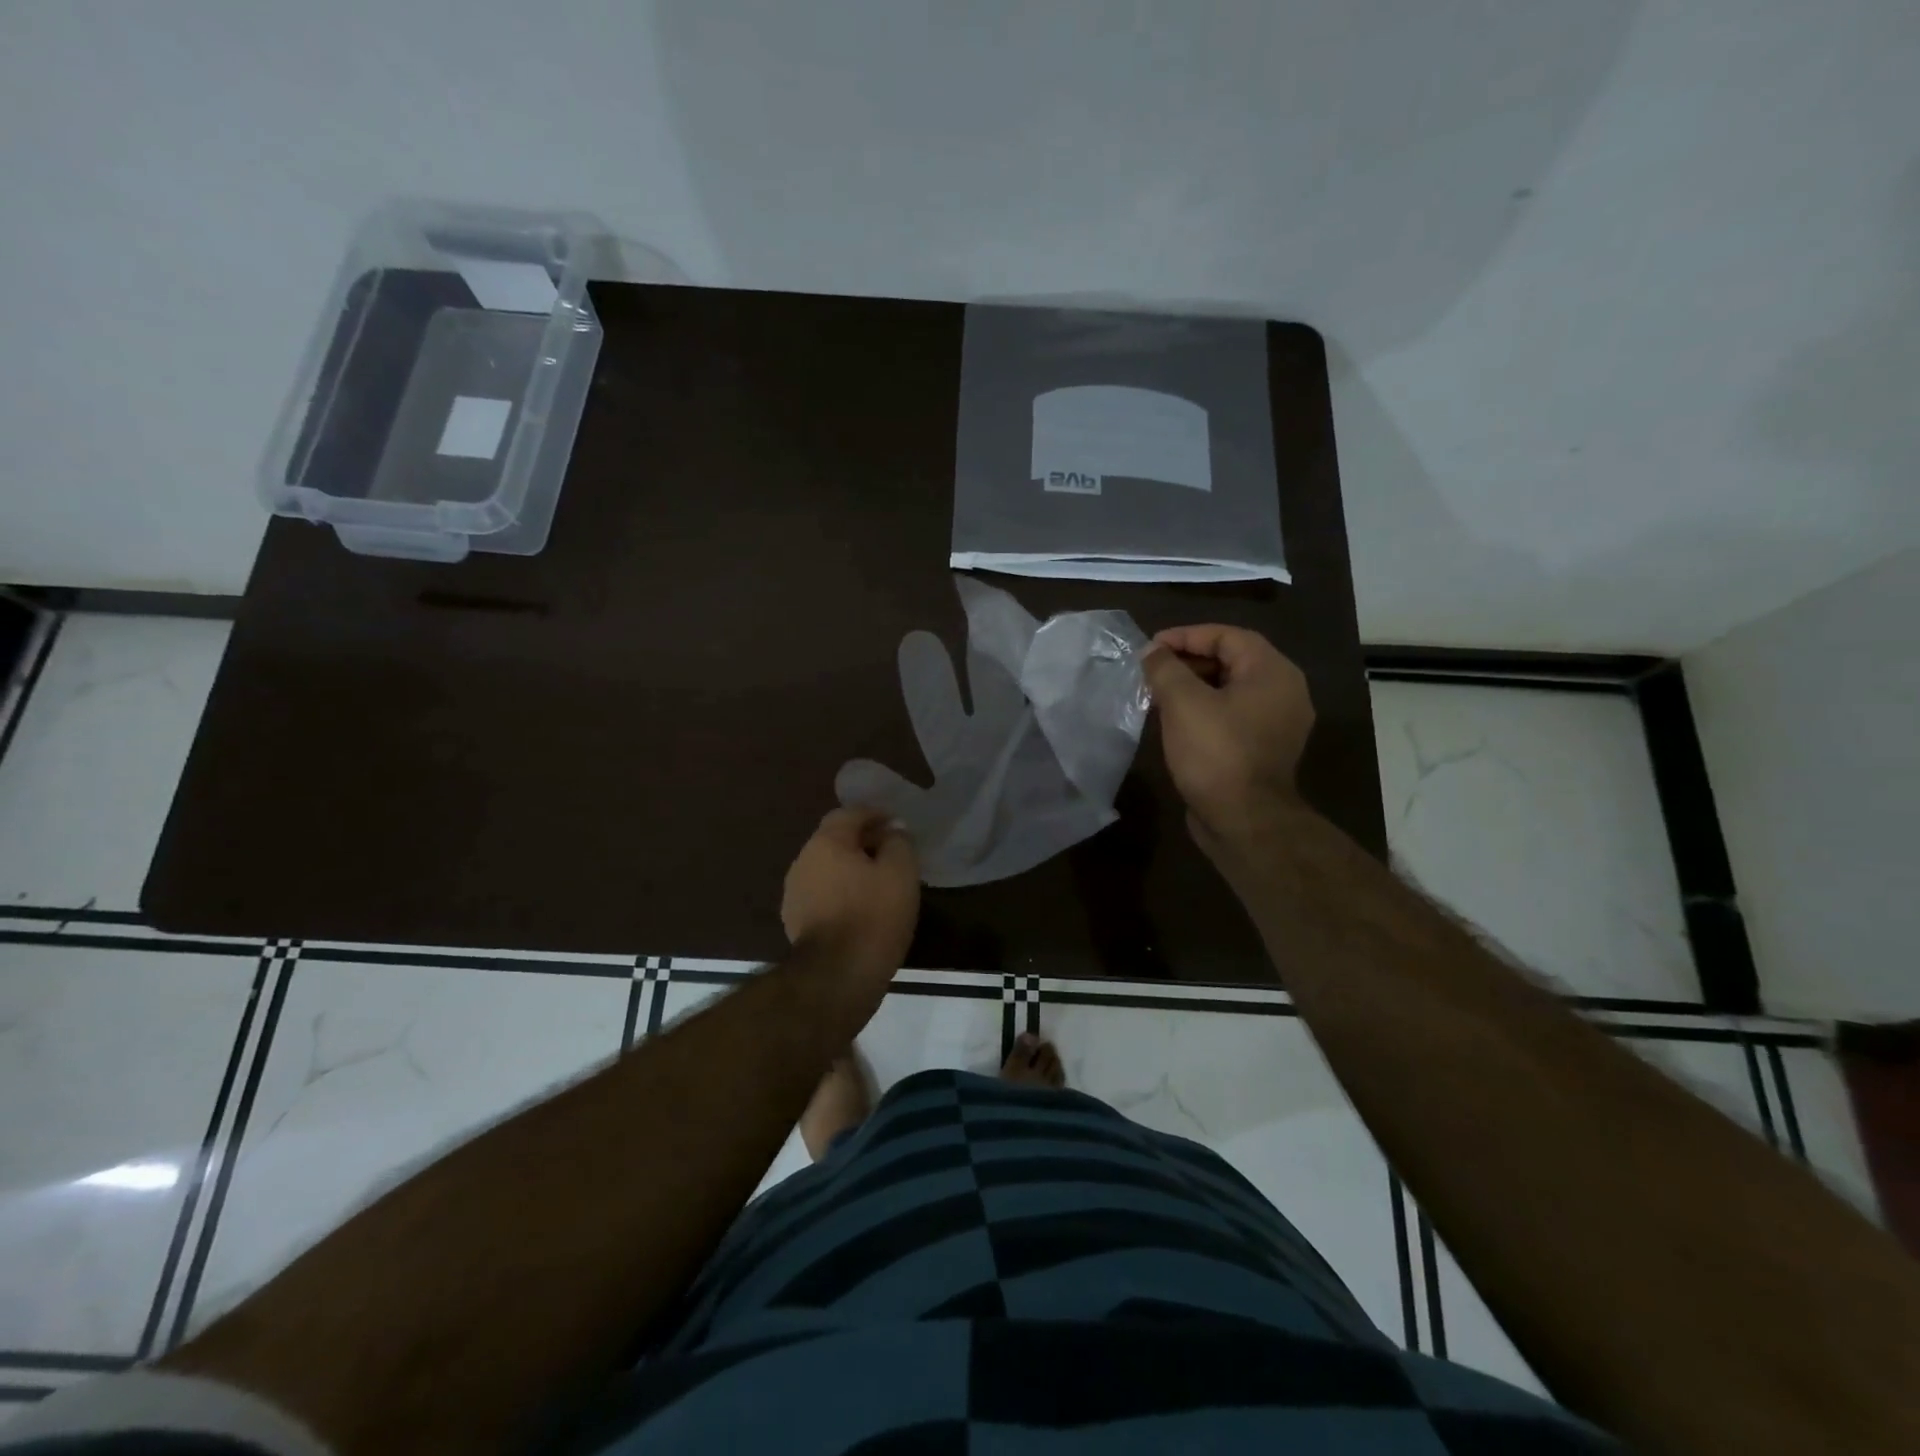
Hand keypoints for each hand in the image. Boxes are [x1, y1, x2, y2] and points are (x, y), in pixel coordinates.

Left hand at [781, 807, 920, 979]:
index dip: (875, 815)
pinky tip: (860, 909)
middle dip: (862, 841)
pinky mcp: (794, 921)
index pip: (850, 813)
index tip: (897, 825)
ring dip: (849, 869)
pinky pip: (821, 894)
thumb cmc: (873, 916)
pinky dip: (840, 893)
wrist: (836, 976)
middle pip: (834, 840)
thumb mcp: (900, 873)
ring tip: (877, 883)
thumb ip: (898, 842)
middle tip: (890, 854)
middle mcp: (803, 860)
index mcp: (826, 842)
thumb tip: (893, 829)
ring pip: (826, 868)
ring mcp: (794, 892)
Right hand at [1141, 625, 1314, 852]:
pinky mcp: (1264, 749)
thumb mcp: (1183, 703)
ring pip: (1231, 690)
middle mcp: (1283, 692)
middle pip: (1232, 660)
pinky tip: (1176, 722)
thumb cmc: (1216, 753)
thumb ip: (1165, 669)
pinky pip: (1233, 716)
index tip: (1150, 647)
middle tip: (1152, 670)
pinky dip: (1205, 711)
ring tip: (1157, 694)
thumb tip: (1151, 651)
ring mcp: (1277, 723)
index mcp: (1272, 672)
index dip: (1186, 636)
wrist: (1244, 821)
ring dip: (1194, 687)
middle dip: (1188, 661)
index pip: (1227, 636)